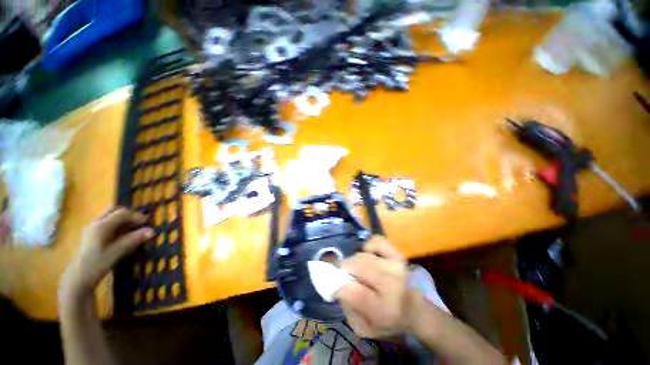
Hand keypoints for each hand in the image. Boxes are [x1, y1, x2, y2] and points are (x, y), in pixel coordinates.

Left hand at [60, 207, 152, 299]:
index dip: (136, 216)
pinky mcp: (91, 235)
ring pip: (109, 216)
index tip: (147, 223)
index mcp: (101, 226)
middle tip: (139, 224)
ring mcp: (91, 229)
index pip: (122, 213)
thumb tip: (152, 231)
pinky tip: (121, 236)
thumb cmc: (97, 264)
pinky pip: (106, 223)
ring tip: (132, 230)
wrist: (78, 278)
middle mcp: (95, 223)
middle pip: (114, 210)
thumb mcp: (117, 253)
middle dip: (128, 215)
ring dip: (122, 220)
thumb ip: (133, 240)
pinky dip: (116, 225)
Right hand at [335, 236, 416, 338]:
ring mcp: (395, 264)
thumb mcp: (363, 327)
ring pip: (361, 255)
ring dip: (355, 263)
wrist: (412, 309)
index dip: (338, 287)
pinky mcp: (397, 253)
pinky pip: (375, 241)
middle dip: (345, 271)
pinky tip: (370, 257)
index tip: (335, 289)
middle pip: (354, 266)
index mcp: (383, 308)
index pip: (351, 290)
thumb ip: (348, 307)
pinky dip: (368, 248)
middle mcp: (391, 282)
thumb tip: (336, 284)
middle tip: (347, 279)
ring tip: (360, 272)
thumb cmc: (385, 320)